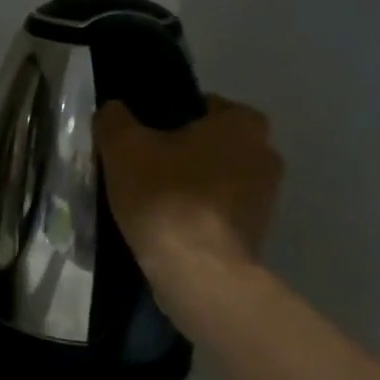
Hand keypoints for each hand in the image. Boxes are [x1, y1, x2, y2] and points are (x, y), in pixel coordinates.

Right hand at [96, 94, 283, 280]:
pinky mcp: (257, 233)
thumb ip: (114, 119)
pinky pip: (217, 213)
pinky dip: (196, 217)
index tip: (137, 144)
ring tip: (149, 206)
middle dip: (177, 156)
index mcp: (243, 122)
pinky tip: (167, 230)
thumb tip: (113, 110)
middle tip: (138, 174)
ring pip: (213, 180)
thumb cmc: (165, 197)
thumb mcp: (123, 148)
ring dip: (187, 188)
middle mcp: (265, 153)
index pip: (197, 107)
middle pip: (207, 146)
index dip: (161, 122)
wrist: (197, 272)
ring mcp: (266, 197)